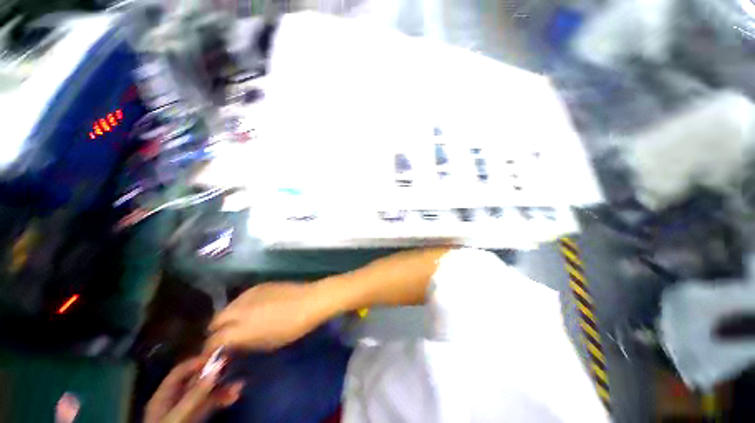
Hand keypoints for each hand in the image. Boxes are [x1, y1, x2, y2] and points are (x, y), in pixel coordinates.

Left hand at [144, 358, 243, 422]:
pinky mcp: (194, 419)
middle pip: (195, 381)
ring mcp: (184, 410)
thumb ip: (196, 393)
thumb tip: (218, 365)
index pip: (181, 370)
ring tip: (239, 385)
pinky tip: (233, 397)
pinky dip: (221, 400)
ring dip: (222, 388)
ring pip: (205, 393)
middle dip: (215, 374)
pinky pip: (209, 405)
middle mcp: (174, 400)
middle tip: (234, 367)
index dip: (199, 361)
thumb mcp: (179, 415)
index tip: (220, 354)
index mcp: (164, 395)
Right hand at [206, 282, 329, 351]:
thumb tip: (232, 346)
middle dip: (216, 331)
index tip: (212, 355)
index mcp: (240, 329)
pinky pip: (241, 297)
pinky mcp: (258, 285)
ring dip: (227, 317)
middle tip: (224, 338)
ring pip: (227, 307)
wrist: (309, 301)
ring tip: (236, 323)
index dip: (209, 350)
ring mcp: (248, 294)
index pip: (213, 340)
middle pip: (216, 320)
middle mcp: (239, 310)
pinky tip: (250, 309)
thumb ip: (244, 344)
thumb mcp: (266, 344)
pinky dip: (239, 305)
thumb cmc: (291, 327)